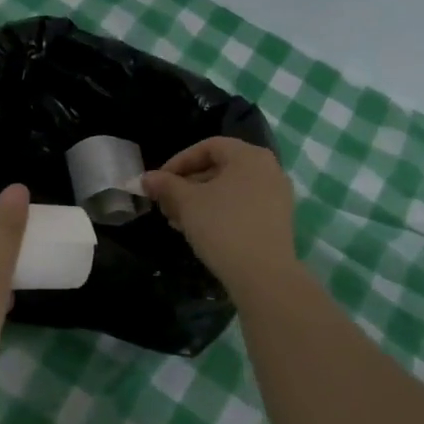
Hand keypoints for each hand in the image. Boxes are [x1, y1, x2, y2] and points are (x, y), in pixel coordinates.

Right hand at [143, 138, 296, 293]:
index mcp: (249, 156)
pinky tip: (198, 231)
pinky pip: (242, 206)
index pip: (208, 147)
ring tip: (176, 220)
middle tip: (165, 204)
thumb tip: (146, 178)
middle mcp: (268, 169)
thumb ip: (166, 185)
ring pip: (229, 190)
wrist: (264, 276)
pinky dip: (219, 212)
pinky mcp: (277, 221)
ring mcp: (276, 196)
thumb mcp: (187, 203)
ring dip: (199, 201)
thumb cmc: (223, 227)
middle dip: (186, 185)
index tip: (159, 182)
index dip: (178, 161)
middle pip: (219, 168)